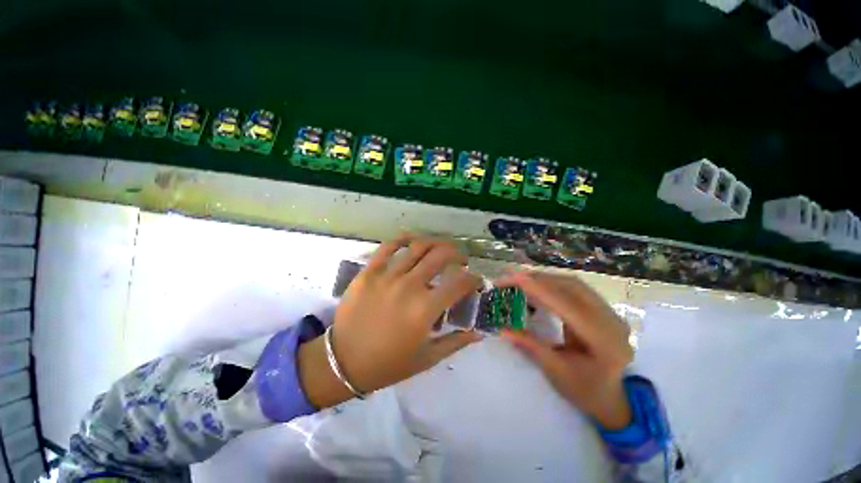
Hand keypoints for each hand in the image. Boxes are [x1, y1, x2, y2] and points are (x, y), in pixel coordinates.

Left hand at [299, 236, 482, 407]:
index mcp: (425, 309)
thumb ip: (456, 342)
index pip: (460, 283)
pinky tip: (413, 240)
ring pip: (418, 246)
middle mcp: (409, 286)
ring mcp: (387, 275)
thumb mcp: (427, 358)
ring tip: (441, 248)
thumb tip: (479, 332)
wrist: (342, 361)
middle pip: (441, 256)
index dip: (473, 279)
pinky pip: (388, 246)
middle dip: (457, 254)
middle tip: (460, 260)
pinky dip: (403, 239)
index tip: (475, 281)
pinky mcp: (369, 271)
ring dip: (436, 243)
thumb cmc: (388, 363)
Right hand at [498, 271, 633, 429]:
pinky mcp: (601, 308)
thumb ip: (529, 345)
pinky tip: (536, 286)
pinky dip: (551, 283)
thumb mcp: (556, 371)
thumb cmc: (586, 390)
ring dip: (543, 278)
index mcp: (603, 340)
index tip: (511, 278)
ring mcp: (609, 311)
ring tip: (518, 279)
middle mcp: (610, 319)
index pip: (567, 304)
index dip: (538, 288)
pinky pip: (574, 288)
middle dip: (537, 278)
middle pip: (570, 286)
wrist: (615, 397)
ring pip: (572, 283)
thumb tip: (502, 329)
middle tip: (509, 277)